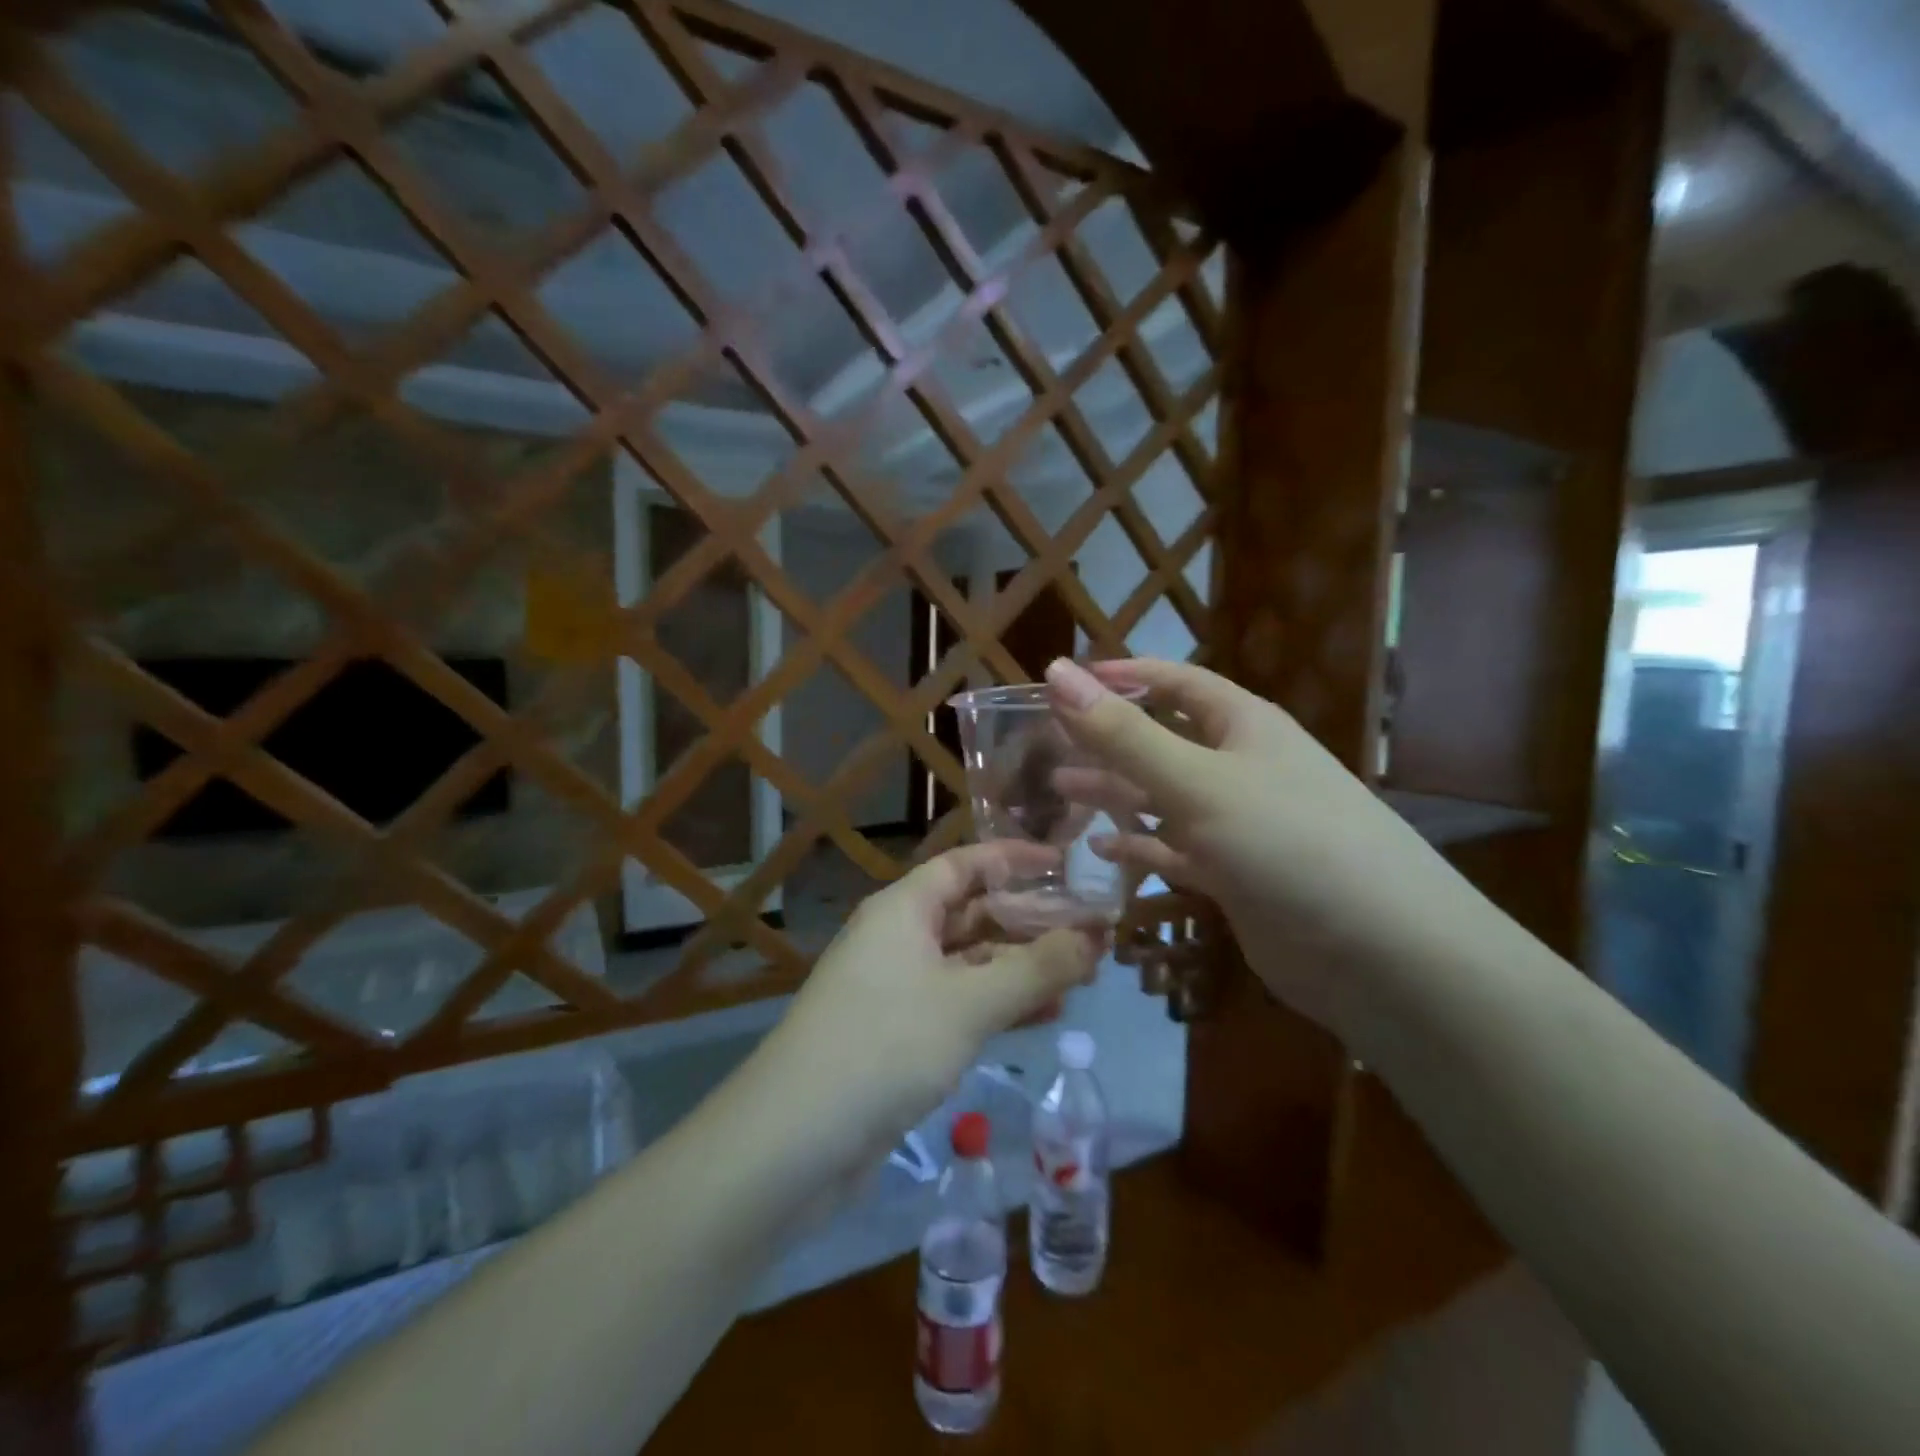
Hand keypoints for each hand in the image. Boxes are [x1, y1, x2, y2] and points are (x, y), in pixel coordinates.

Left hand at [755, 843, 1103, 1166]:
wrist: (794, 1142)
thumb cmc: (884, 1046)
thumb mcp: (970, 1003)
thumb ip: (1036, 968)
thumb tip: (1097, 936)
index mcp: (903, 909)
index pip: (966, 864)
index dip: (1016, 859)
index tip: (1069, 866)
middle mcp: (899, 939)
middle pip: (972, 913)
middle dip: (1030, 921)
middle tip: (1091, 932)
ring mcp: (897, 989)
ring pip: (970, 963)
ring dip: (1022, 967)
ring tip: (1083, 975)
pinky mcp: (900, 1035)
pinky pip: (960, 1004)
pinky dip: (1000, 1005)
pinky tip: (1046, 1017)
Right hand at [1044, 657, 1448, 1036]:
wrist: (1382, 955)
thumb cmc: (1287, 843)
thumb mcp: (1197, 781)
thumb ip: (1123, 733)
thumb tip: (1056, 672)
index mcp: (1243, 727)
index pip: (1175, 682)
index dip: (1122, 676)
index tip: (1063, 682)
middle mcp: (1241, 768)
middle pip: (1164, 740)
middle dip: (1109, 738)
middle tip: (1048, 741)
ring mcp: (1239, 825)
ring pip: (1164, 798)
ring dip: (1116, 792)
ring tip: (1060, 788)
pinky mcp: (1235, 876)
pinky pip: (1176, 852)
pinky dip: (1140, 848)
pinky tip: (1101, 852)